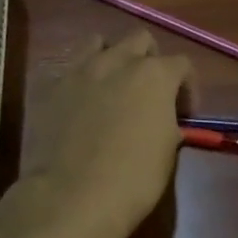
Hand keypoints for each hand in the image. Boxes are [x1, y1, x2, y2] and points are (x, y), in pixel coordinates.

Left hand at [22, 31, 191, 237]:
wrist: (71, 197)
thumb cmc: (132, 180)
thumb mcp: (167, 151)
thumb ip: (167, 122)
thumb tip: (161, 120)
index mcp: (154, 76)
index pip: (181, 64)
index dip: (187, 87)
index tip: (184, 113)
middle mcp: (117, 62)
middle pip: (140, 40)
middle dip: (149, 60)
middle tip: (149, 93)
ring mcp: (78, 71)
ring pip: (98, 43)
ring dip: (111, 58)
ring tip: (111, 87)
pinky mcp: (49, 87)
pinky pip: (68, 69)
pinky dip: (79, 80)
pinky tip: (80, 105)